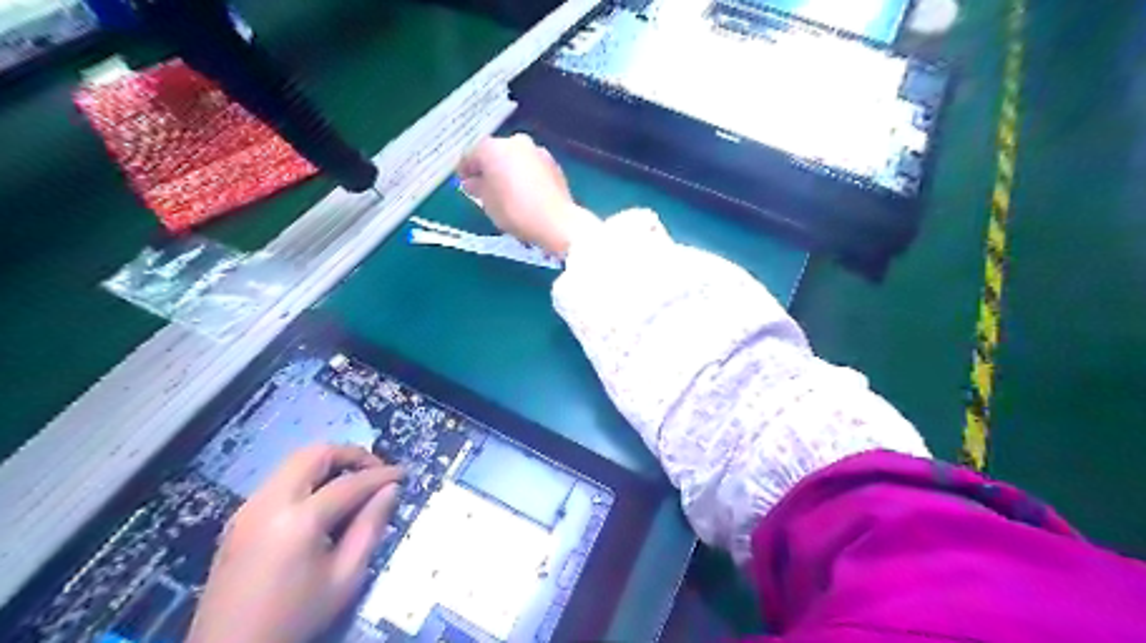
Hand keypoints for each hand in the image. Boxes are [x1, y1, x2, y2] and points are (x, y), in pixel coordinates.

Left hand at [188, 445, 401, 642]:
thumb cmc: (296, 617)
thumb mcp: (345, 578)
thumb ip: (370, 527)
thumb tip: (390, 490)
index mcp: (298, 520)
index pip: (350, 482)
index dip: (381, 475)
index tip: (403, 474)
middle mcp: (269, 502)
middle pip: (315, 454)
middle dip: (350, 455)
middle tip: (375, 472)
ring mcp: (248, 508)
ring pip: (294, 463)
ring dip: (328, 465)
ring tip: (353, 485)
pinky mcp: (239, 519)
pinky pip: (280, 481)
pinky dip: (307, 478)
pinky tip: (322, 503)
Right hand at [455, 132, 601, 256]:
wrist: (556, 221)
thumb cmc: (514, 211)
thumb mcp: (487, 202)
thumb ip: (478, 188)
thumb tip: (473, 182)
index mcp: (493, 148)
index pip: (471, 155)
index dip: (464, 170)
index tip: (462, 183)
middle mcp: (515, 142)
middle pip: (495, 153)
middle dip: (488, 169)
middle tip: (483, 188)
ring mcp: (537, 151)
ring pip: (515, 159)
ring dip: (508, 171)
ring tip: (505, 192)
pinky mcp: (553, 164)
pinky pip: (531, 167)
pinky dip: (524, 176)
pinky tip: (524, 193)